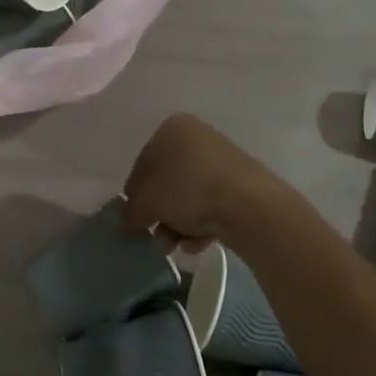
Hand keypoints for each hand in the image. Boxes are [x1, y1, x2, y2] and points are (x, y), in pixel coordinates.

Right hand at [120, 113, 289, 250]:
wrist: (248, 205)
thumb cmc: (187, 190)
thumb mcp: (147, 201)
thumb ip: (131, 212)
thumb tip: (126, 223)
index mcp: (173, 128)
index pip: (143, 163)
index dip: (134, 194)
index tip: (133, 220)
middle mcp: (198, 138)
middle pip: (167, 183)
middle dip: (159, 215)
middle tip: (154, 237)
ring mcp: (222, 161)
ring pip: (188, 197)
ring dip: (176, 225)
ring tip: (174, 246)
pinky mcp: (241, 185)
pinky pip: (211, 205)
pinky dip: (200, 225)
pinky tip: (197, 243)